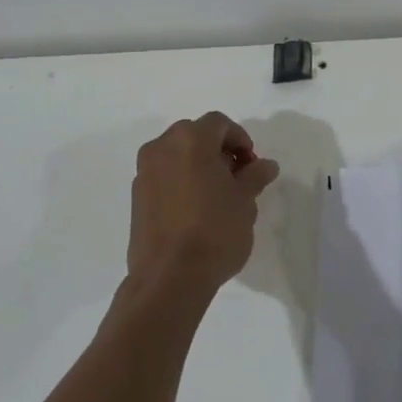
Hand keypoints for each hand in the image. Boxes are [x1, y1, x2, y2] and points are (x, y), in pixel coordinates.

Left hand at [127, 112, 279, 302]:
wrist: (169, 277)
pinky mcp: (136, 197)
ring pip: (176, 155)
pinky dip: (181, 181)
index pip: (219, 123)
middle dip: (218, 150)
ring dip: (198, 165)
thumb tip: (265, 165)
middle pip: (195, 135)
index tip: (252, 166)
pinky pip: (164, 176)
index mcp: (190, 140)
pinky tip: (195, 210)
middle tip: (237, 177)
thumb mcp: (245, 200)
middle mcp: (162, 148)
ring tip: (217, 195)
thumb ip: (255, 175)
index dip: (240, 139)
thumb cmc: (215, 231)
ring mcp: (144, 172)